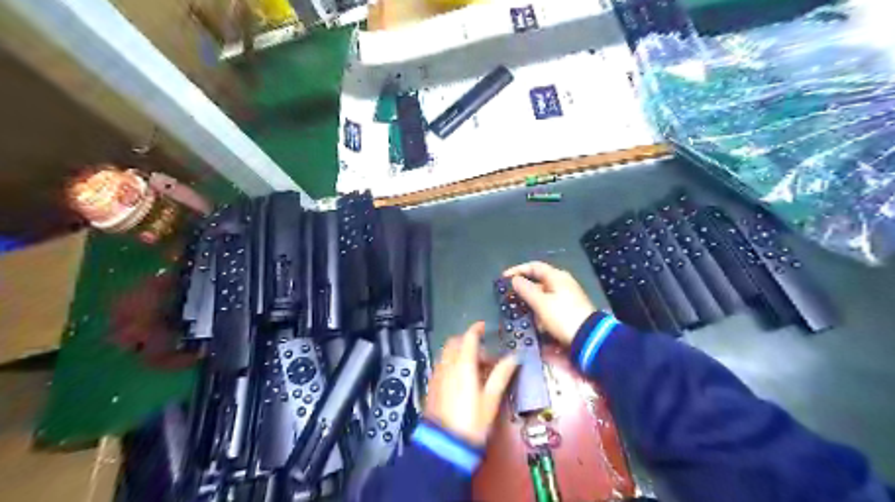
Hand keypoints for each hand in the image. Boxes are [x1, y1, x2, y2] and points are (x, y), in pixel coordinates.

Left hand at [424, 322, 517, 446]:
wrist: (444, 445)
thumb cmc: (472, 422)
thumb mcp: (491, 399)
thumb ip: (501, 375)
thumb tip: (514, 357)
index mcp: (463, 365)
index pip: (468, 337)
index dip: (476, 329)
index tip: (484, 326)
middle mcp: (447, 365)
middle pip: (455, 342)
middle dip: (468, 342)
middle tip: (484, 356)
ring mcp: (437, 375)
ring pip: (447, 353)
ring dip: (460, 353)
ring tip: (475, 370)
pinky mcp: (432, 385)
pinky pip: (442, 364)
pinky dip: (452, 363)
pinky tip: (461, 379)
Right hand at [502, 262, 591, 344]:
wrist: (589, 337)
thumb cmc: (563, 317)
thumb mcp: (541, 303)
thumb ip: (526, 290)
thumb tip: (515, 279)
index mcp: (557, 276)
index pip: (534, 266)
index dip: (518, 270)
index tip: (504, 278)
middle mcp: (563, 283)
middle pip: (538, 280)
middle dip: (523, 288)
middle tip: (510, 295)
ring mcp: (567, 296)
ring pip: (543, 294)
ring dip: (530, 301)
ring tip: (519, 311)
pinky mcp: (568, 309)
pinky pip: (549, 305)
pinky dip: (539, 310)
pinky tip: (533, 320)